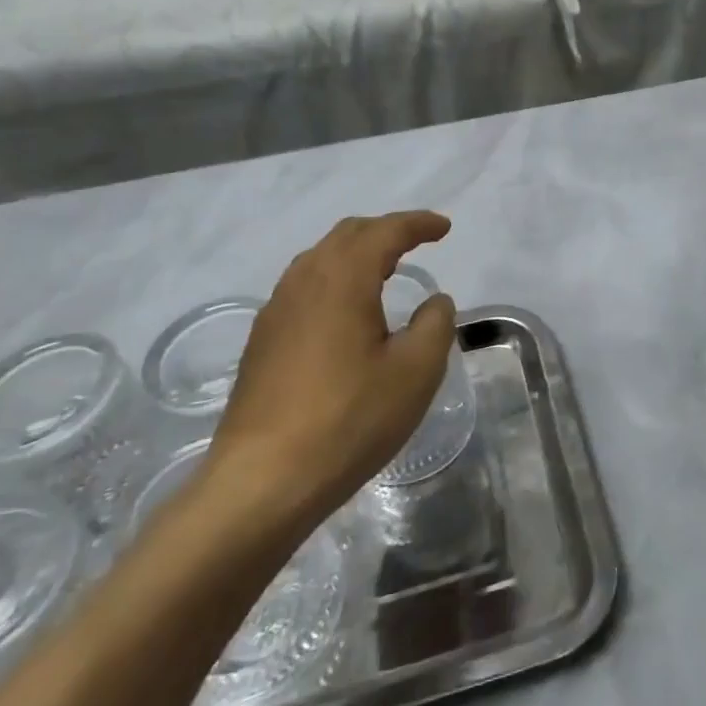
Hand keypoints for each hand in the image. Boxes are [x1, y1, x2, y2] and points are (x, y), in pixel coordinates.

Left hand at [205, 212, 457, 533]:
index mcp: (343, 278)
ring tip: (383, 270)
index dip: (418, 224)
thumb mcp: (415, 372)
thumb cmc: (349, 420)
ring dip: (355, 253)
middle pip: (347, 235)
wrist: (262, 482)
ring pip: (319, 259)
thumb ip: (435, 325)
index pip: (385, 232)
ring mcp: (276, 311)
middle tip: (417, 241)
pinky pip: (303, 287)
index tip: (444, 228)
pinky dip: (333, 279)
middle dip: (385, 230)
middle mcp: (304, 281)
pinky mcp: (261, 341)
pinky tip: (344, 312)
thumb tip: (434, 301)